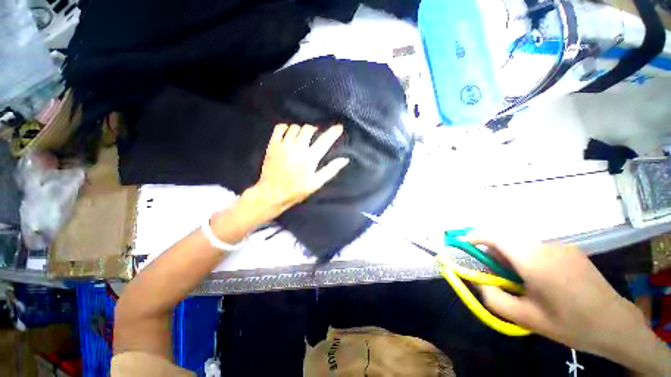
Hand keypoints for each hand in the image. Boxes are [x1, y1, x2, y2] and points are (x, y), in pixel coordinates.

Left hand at [249, 123, 348, 214]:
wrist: (272, 193)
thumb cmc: (297, 190)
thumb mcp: (316, 183)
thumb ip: (331, 170)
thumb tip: (345, 159)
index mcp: (310, 157)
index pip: (324, 141)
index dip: (333, 132)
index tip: (339, 127)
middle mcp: (297, 147)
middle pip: (309, 129)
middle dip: (315, 130)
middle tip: (316, 136)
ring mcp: (284, 144)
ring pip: (295, 127)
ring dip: (302, 130)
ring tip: (302, 137)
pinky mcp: (273, 145)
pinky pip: (280, 128)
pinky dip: (286, 128)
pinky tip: (289, 134)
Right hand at [471, 238, 644, 354]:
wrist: (616, 324)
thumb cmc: (570, 324)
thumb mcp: (526, 318)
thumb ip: (493, 297)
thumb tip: (476, 280)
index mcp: (534, 261)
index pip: (495, 236)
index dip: (475, 237)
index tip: (463, 244)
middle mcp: (546, 247)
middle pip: (507, 241)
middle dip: (494, 253)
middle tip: (496, 275)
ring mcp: (561, 246)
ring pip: (523, 245)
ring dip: (513, 257)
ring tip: (522, 282)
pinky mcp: (570, 250)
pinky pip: (539, 249)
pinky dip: (529, 258)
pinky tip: (543, 280)